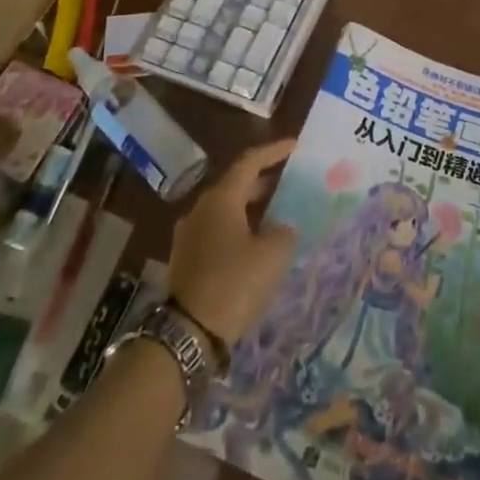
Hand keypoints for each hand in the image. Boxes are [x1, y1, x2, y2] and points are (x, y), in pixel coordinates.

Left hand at [168, 138, 298, 345]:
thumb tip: (280, 228)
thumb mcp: (273, 255)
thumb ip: (283, 232)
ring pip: (224, 209)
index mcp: (221, 198)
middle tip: (287, 181)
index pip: (250, 161)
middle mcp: (201, 208)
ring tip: (274, 214)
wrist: (188, 332)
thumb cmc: (234, 283)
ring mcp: (189, 233)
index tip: (294, 146)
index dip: (273, 151)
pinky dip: (237, 228)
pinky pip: (216, 231)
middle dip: (262, 181)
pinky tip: (252, 244)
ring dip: (249, 207)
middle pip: (235, 184)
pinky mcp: (185, 258)